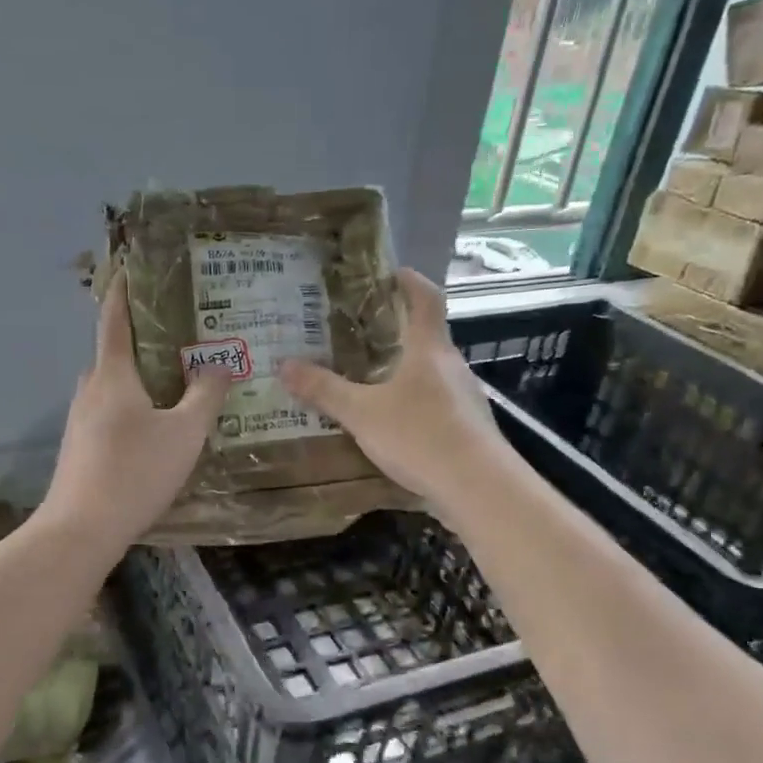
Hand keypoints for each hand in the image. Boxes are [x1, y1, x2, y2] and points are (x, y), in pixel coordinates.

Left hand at [40, 270, 230, 550]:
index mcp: (112, 375)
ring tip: (172, 379)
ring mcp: (79, 419)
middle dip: (140, 338)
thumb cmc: (135, 472)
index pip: (114, 319)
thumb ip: (205, 395)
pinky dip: (130, 404)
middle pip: (113, 352)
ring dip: (136, 375)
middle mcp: (89, 389)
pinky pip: (107, 410)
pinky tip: (152, 425)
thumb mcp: (184, 434)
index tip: (128, 266)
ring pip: (111, 385)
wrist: (81, 529)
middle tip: (177, 334)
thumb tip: (219, 363)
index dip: (122, 290)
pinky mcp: (79, 446)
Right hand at [279, 268, 507, 520]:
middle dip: (396, 330)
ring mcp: (464, 397)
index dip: (410, 281)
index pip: (426, 298)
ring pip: (430, 371)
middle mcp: (451, 365)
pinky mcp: (467, 427)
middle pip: (427, 335)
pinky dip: (413, 401)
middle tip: (358, 333)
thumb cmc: (420, 436)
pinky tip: (392, 422)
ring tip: (368, 378)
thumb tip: (283, 365)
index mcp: (429, 349)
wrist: (478, 488)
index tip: (389, 274)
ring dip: (404, 369)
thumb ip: (324, 390)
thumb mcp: (362, 413)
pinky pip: (435, 402)